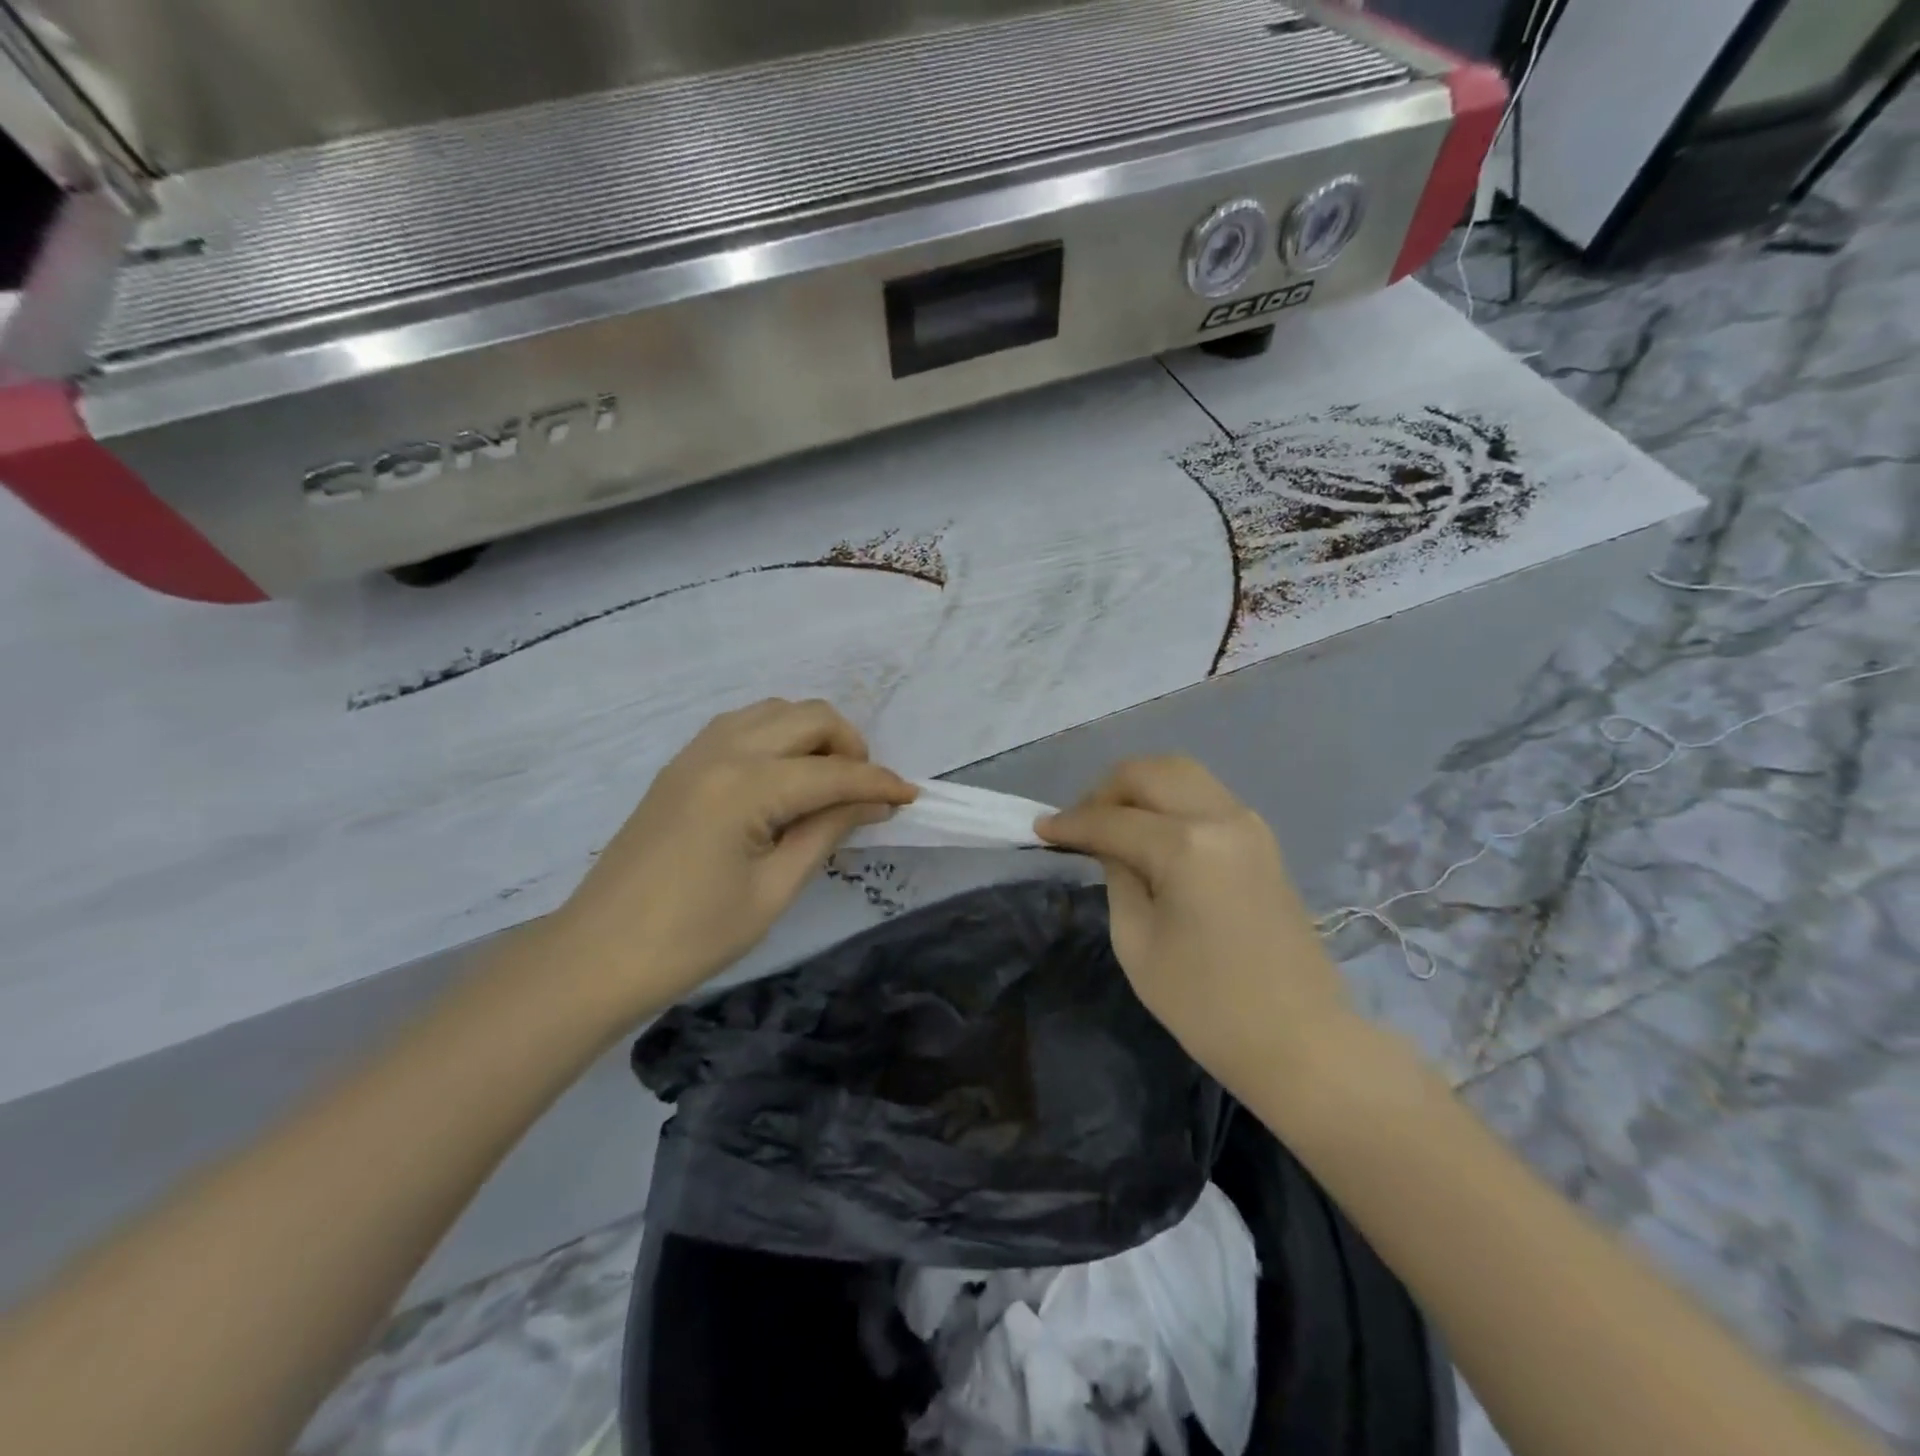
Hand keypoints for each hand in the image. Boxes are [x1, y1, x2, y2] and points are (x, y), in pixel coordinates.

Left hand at [550, 699, 916, 1020]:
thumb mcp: (774, 890)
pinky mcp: (681, 765)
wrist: (598, 956)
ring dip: (812, 734)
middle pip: (807, 717)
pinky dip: (777, 736)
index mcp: (747, 786)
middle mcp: (723, 752)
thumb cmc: (692, 937)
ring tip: (826, 782)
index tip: (912, 797)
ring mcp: (696, 753)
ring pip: (774, 711)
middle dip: (849, 746)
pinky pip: (742, 725)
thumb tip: (872, 803)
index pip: (833, 773)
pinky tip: (783, 777)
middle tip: (864, 792)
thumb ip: (826, 832)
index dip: (878, 784)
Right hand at [1037, 756, 1351, 1091]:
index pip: (1113, 820)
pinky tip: (1150, 833)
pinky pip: (1205, 797)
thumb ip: (1117, 877)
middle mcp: (1221, 818)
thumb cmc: (1207, 1005)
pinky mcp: (1262, 839)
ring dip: (1140, 789)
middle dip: (1105, 790)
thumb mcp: (1136, 942)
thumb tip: (1108, 844)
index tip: (1039, 830)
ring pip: (1182, 774)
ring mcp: (1248, 824)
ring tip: (1112, 824)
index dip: (1070, 823)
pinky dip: (1169, 801)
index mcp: (1186, 846)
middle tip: (1079, 823)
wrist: (1300, 1041)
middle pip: (1151, 772)